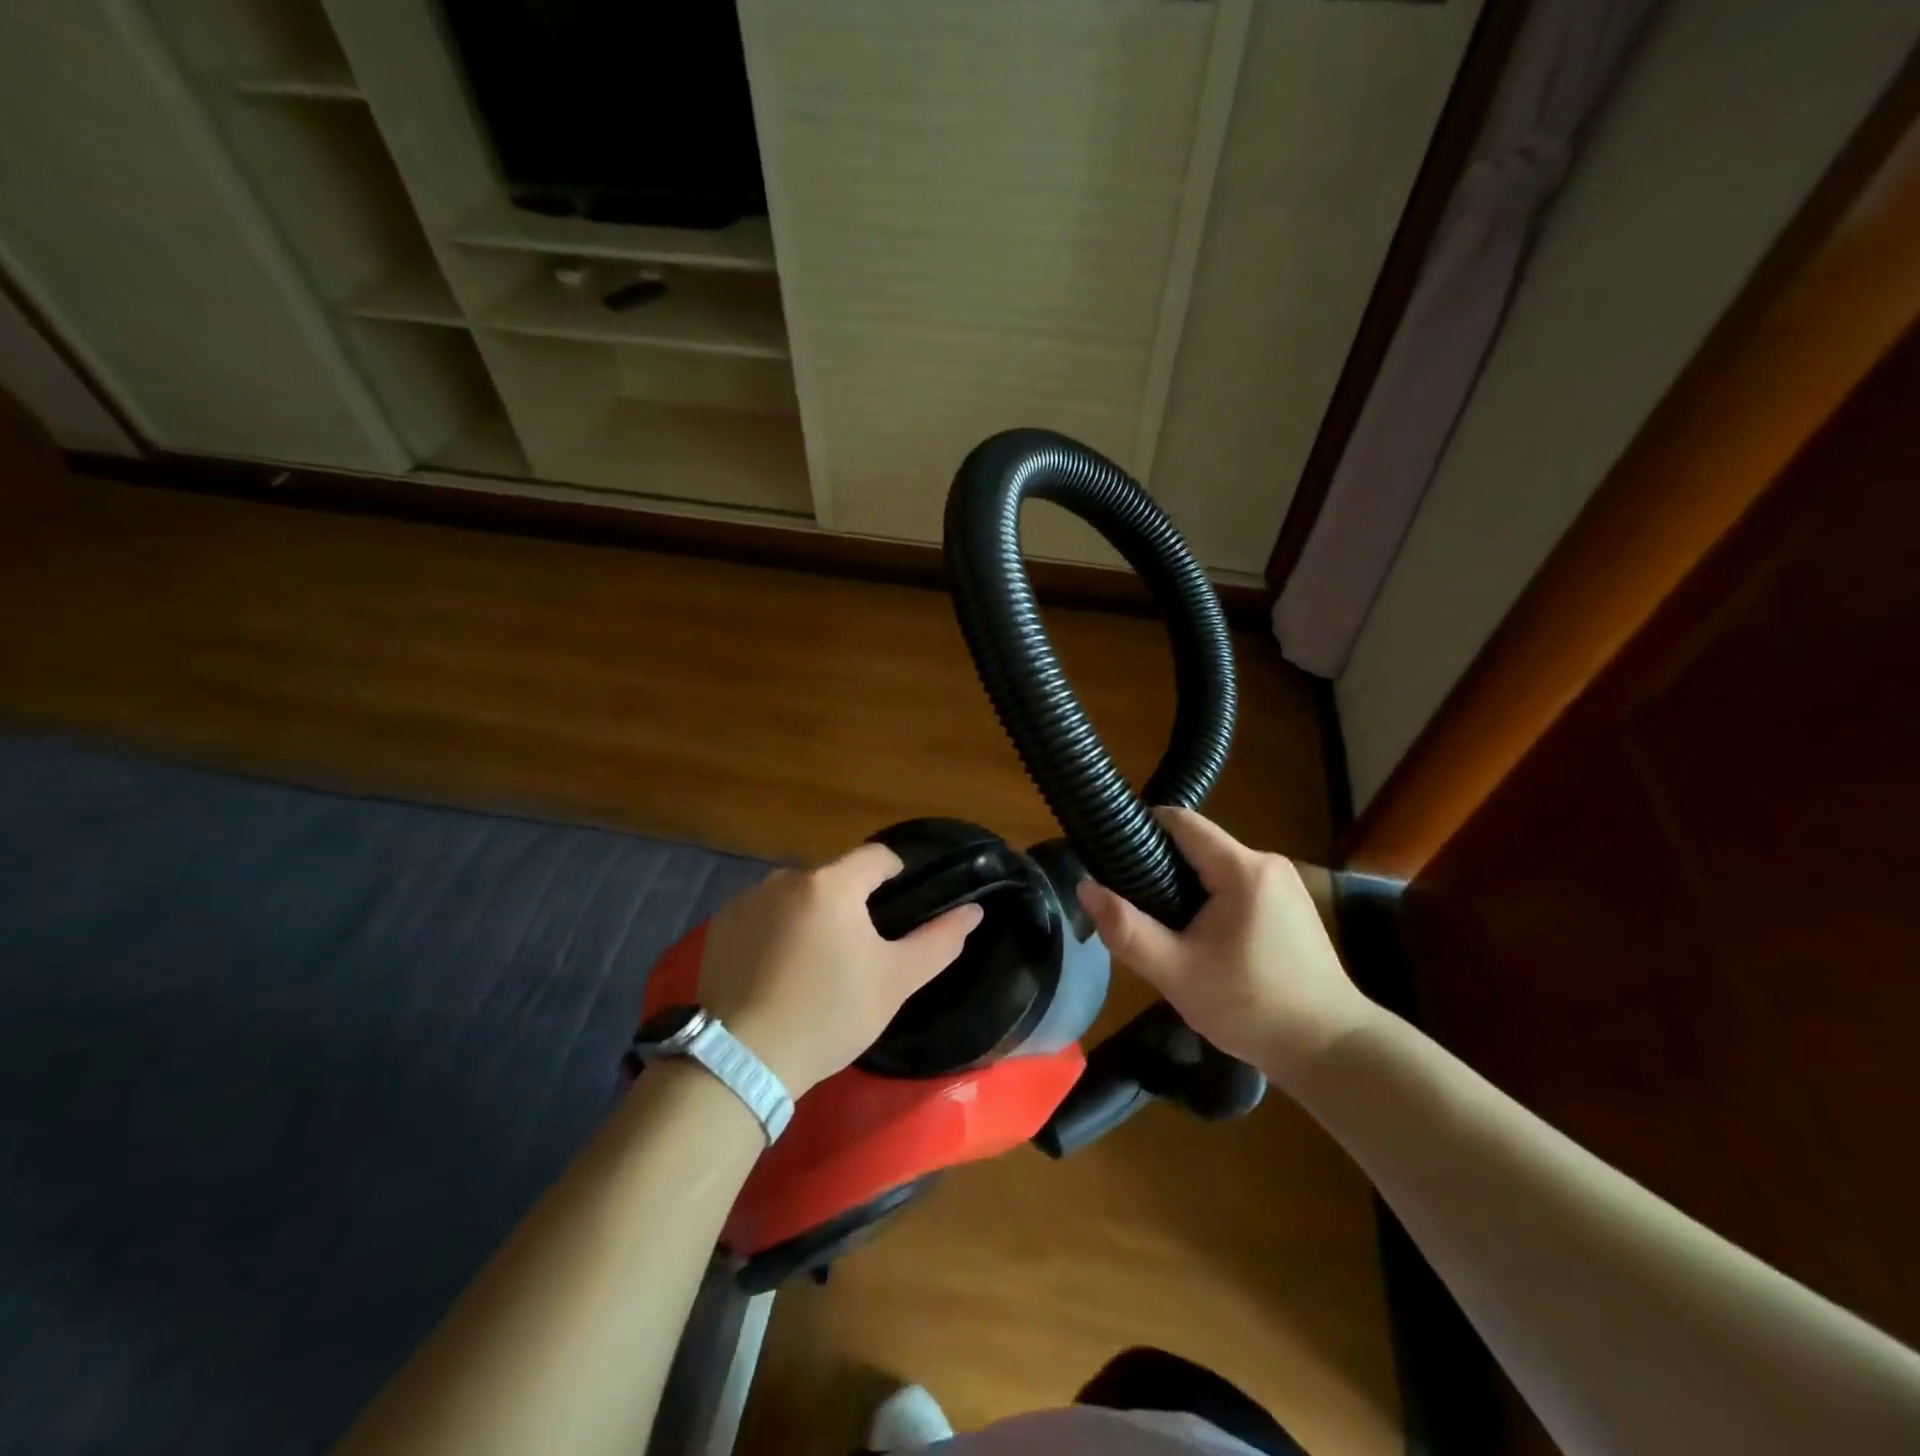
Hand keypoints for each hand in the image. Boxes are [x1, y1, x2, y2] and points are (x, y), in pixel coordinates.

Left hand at [696, 843, 983, 1096]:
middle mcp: (786, 878)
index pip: (876, 857)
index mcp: (832, 884)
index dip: (896, 874)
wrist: (742, 1060)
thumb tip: (973, 911)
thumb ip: (940, 941)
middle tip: (858, 951)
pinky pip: (763, 914)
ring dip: (812, 916)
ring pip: (798, 896)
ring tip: (815, 965)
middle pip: (835, 878)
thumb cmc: (829, 1015)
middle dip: (851, 903)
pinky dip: (776, 930)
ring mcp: (747, 900)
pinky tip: (777, 971)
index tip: (900, 907)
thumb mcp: (895, 981)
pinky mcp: (720, 925)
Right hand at [1076, 808, 1375, 1090]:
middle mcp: (1266, 862)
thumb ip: (1126, 929)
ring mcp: (1283, 883)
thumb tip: (1084, 887)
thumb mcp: (1177, 973)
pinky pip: (1235, 885)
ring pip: (1214, 866)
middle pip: (1196, 844)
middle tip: (1131, 906)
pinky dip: (1209, 899)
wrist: (1332, 1050)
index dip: (1140, 830)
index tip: (1110, 856)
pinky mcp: (1290, 904)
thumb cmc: (1252, 1008)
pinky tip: (1200, 938)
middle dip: (1159, 867)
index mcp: (1242, 869)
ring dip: (1183, 886)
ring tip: (1161, 927)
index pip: (1180, 821)